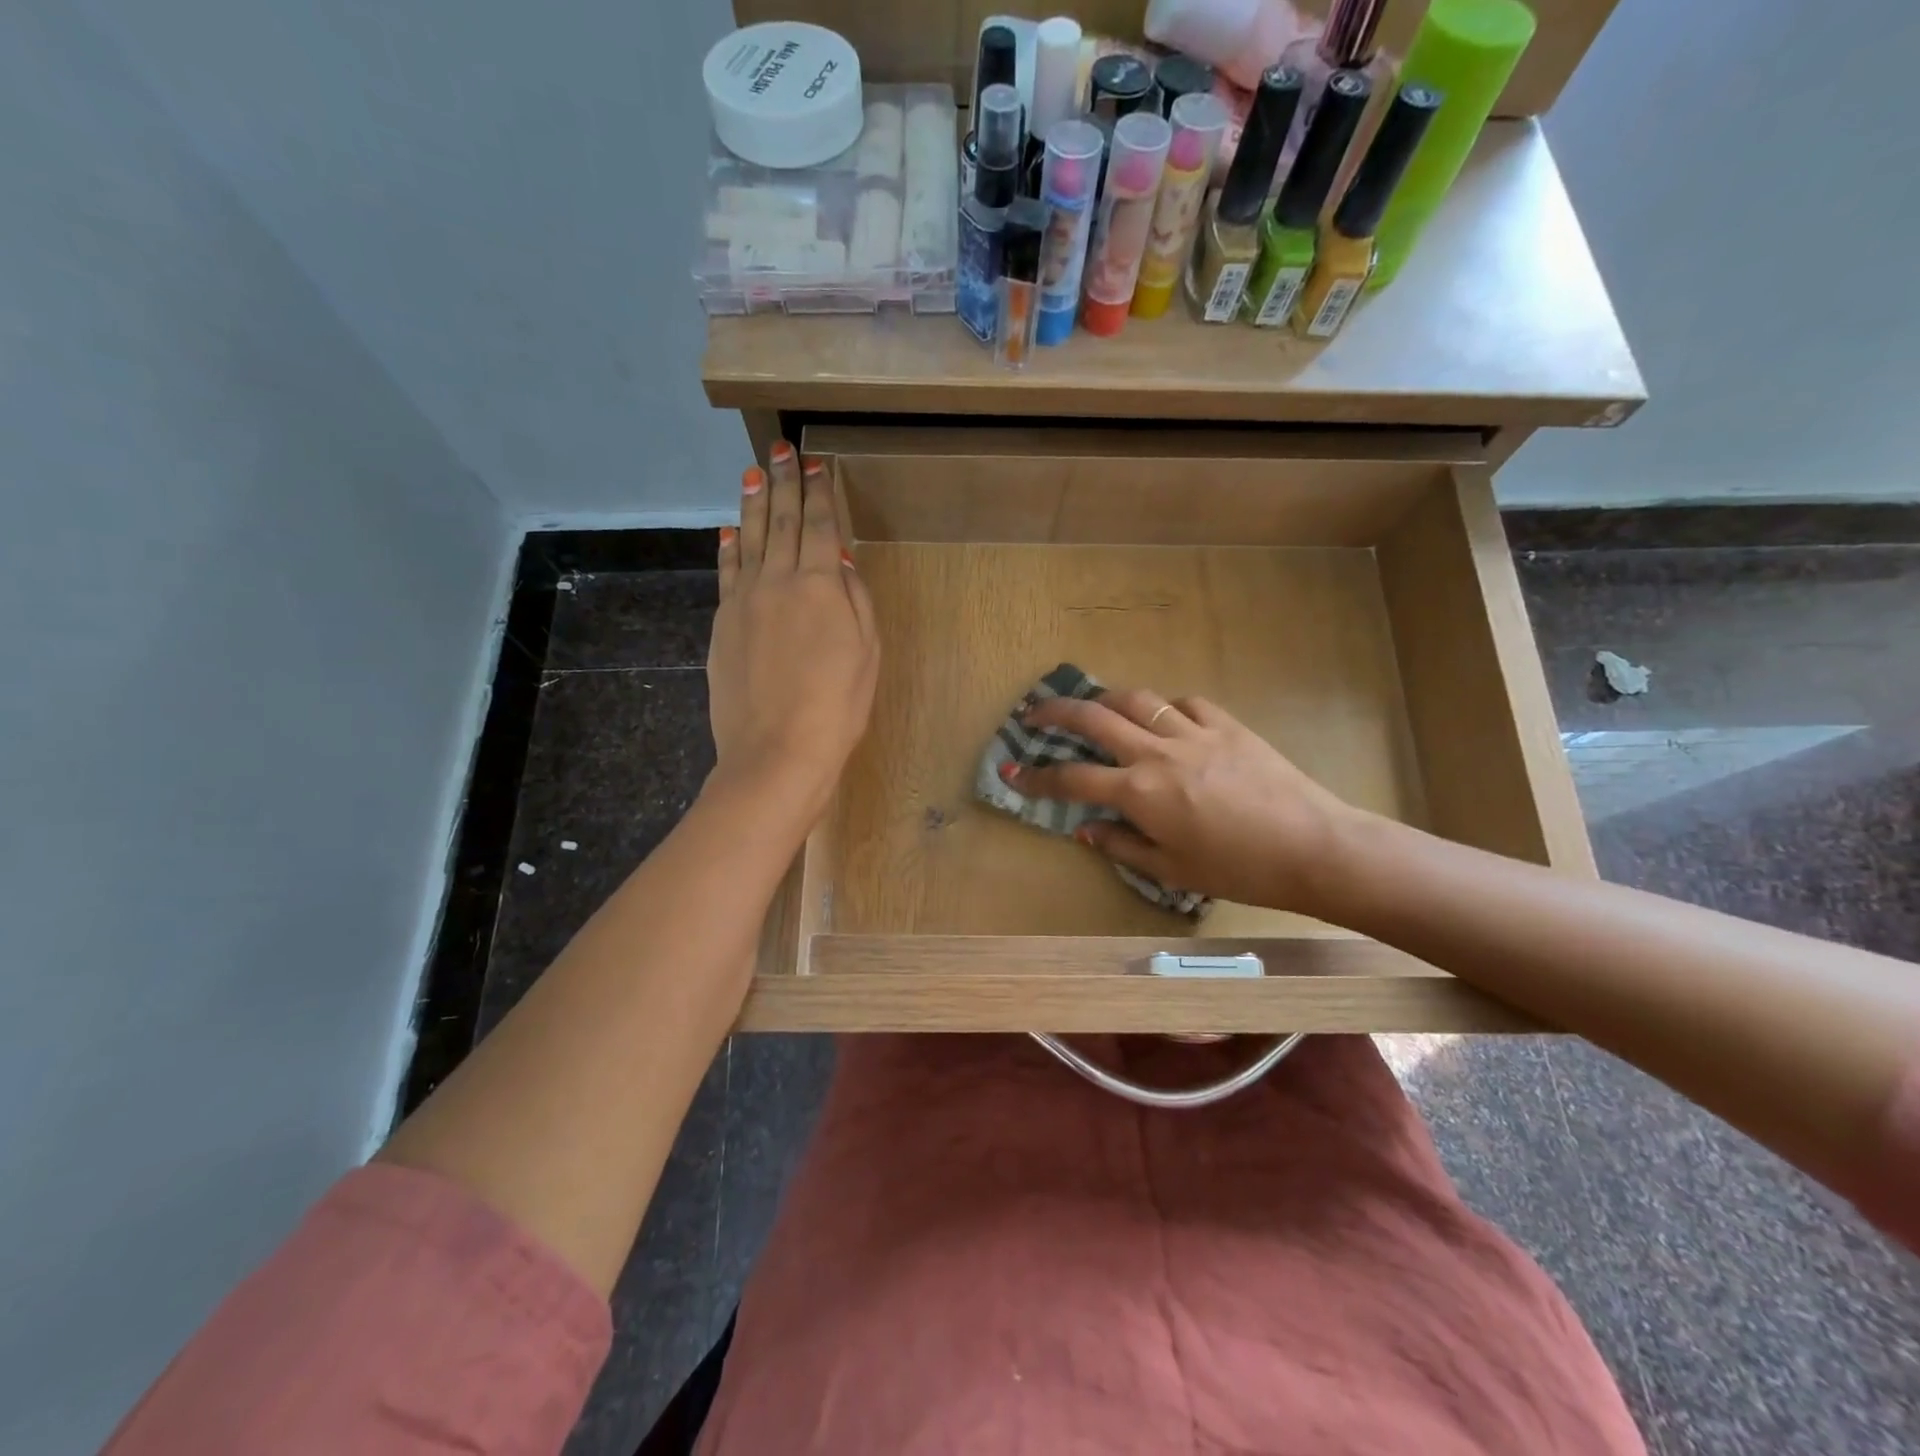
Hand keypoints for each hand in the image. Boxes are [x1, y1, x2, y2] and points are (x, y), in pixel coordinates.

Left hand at [707, 440, 878, 824]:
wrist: (777, 750)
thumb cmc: (837, 706)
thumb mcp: (867, 653)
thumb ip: (854, 599)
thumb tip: (838, 557)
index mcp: (818, 586)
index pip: (818, 526)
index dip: (819, 493)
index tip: (816, 463)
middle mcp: (777, 581)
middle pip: (779, 523)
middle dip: (783, 483)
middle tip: (781, 449)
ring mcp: (744, 601)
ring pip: (747, 540)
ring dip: (751, 504)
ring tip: (753, 473)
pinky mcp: (723, 624)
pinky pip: (726, 573)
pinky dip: (728, 548)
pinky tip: (728, 531)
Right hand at [1011, 688, 1360, 912]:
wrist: (1312, 847)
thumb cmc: (1239, 870)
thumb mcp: (1172, 870)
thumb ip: (1122, 845)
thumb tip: (1085, 830)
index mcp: (1139, 792)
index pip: (1072, 779)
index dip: (1036, 777)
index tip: (1013, 772)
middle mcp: (1156, 752)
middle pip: (1093, 718)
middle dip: (1055, 711)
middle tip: (1034, 712)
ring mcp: (1193, 732)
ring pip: (1136, 699)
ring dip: (1106, 699)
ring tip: (1095, 706)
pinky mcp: (1227, 724)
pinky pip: (1185, 702)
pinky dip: (1166, 706)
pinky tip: (1166, 717)